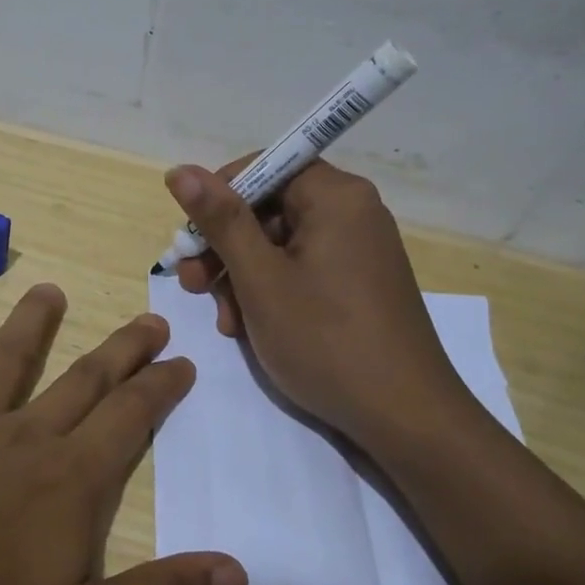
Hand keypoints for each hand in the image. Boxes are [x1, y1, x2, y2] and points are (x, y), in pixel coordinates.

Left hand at [0, 285, 246, 584]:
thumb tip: (237, 572)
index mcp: (67, 482)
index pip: (130, 419)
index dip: (160, 388)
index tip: (183, 360)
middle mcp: (19, 439)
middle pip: (82, 381)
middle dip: (120, 350)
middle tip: (148, 319)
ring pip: (2, 362)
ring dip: (29, 325)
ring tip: (48, 290)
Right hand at [167, 159, 482, 446]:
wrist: (404, 416)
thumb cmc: (325, 340)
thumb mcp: (260, 278)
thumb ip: (220, 220)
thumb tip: (180, 170)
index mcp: (335, 197)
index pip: (264, 167)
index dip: (218, 196)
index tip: (191, 238)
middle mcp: (352, 213)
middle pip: (269, 209)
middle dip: (225, 247)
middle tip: (194, 285)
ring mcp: (358, 250)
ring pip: (279, 245)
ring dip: (241, 276)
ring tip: (225, 321)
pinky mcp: (358, 284)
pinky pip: (302, 270)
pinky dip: (270, 291)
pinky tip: (250, 328)